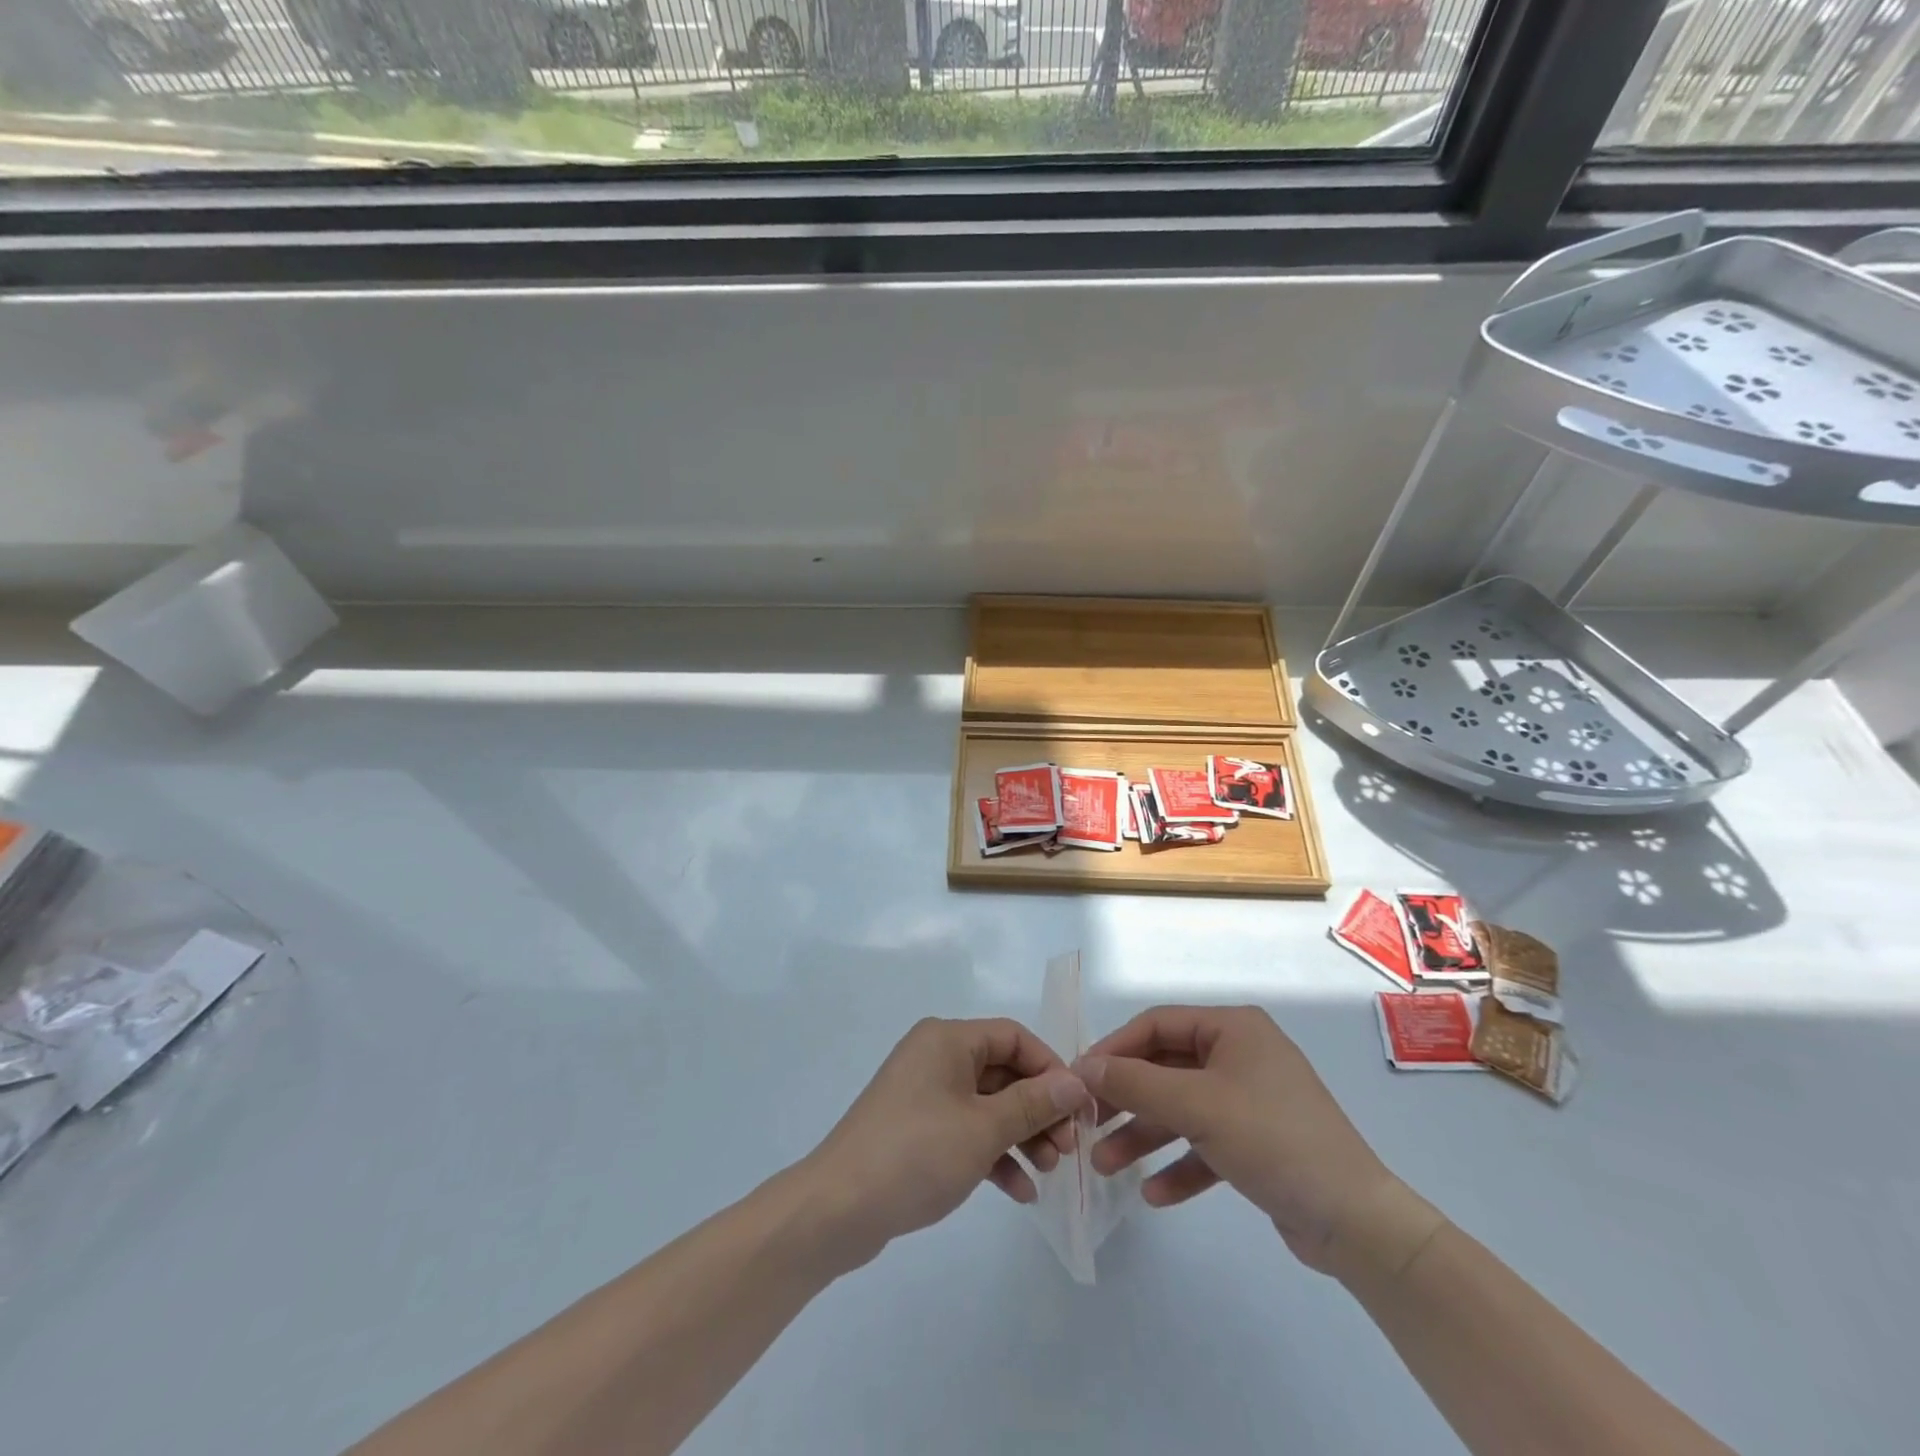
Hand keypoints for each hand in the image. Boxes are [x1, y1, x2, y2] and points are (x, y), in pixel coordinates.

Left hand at [801, 1018, 1090, 1268]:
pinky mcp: (917, 1130)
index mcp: (947, 1039)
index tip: (1079, 1108)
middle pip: (1003, 1072)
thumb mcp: (983, 1128)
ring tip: (1050, 1172)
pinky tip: (1020, 1192)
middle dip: (1039, 1109)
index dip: (1050, 1069)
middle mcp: (936, 1057)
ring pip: (988, 1105)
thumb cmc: (917, 1153)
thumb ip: (1033, 1103)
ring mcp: (924, 1094)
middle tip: (1068, 1149)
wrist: (838, 1208)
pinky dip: (993, 1154)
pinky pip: (966, 1131)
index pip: (1013, 1037)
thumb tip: (1075, 1082)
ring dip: (1021, 1135)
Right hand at [1078, 1005, 1440, 1279]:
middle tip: (1086, 1123)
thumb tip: (1084, 1067)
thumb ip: (1137, 1083)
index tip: (1080, 1078)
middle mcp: (1240, 1056)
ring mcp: (1250, 1100)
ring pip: (1182, 1109)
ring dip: (1144, 1136)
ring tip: (1105, 1165)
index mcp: (1233, 1029)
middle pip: (1166, 1069)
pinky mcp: (1257, 1144)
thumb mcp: (1198, 1106)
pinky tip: (1154, 1194)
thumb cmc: (1273, 1140)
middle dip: (1127, 1099)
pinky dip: (1179, 1165)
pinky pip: (1205, 1145)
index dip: (1115, 1049)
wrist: (1356, 1223)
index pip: (1157, 1025)